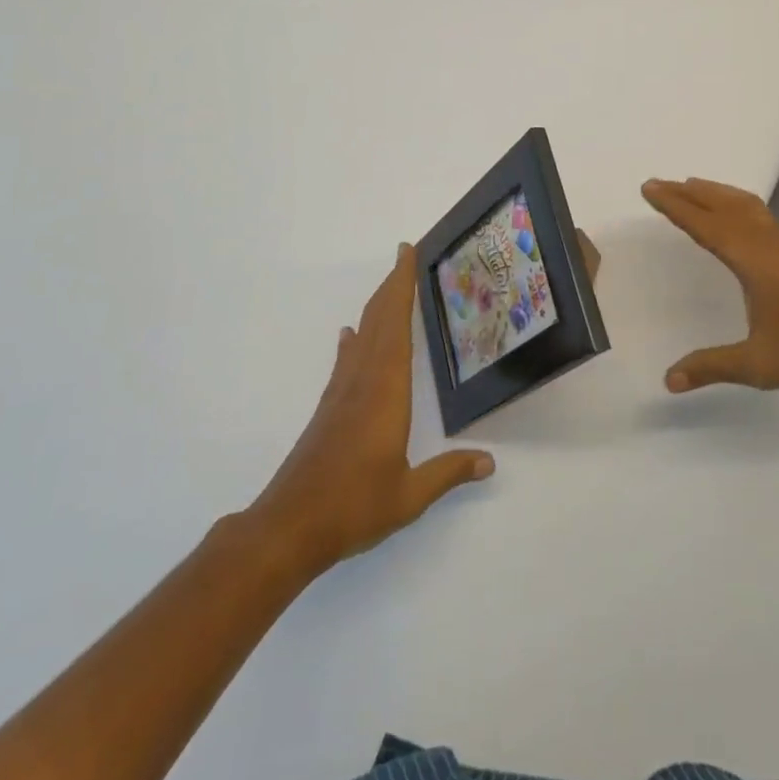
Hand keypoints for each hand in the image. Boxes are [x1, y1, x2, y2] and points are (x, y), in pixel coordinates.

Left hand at [246, 244, 492, 574]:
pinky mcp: (329, 409)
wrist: (289, 526)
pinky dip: (353, 339)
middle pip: (378, 320)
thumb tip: (489, 462)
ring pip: (362, 336)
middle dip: (392, 284)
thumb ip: (448, 474)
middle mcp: (363, 380)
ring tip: (390, 286)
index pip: (396, 324)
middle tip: (404, 254)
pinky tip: (350, 335)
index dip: (401, 286)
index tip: (407, 253)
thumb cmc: (353, 506)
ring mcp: (341, 393)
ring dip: (376, 306)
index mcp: (386, 390)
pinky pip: (346, 359)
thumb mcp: (409, 495)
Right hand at [642, 177, 778, 393]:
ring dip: (713, 192)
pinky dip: (735, 202)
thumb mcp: (758, 364)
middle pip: (720, 205)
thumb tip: (669, 380)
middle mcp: (765, 243)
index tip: (649, 188)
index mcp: (750, 260)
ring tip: (691, 186)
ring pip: (743, 204)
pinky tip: (737, 214)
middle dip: (687, 192)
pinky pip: (758, 213)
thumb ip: (712, 367)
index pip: (703, 225)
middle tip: (658, 182)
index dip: (674, 206)